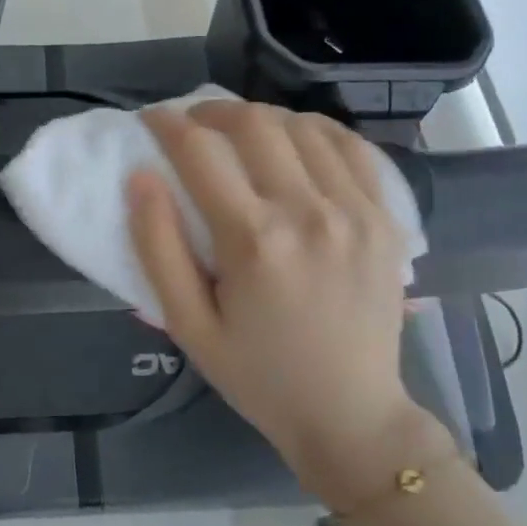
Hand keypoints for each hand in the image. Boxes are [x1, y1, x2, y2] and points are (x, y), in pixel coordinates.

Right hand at [127, 101, 449, 500]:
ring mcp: (356, 210)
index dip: (167, 124)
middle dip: (212, 111)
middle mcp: (309, 212)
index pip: (200, 152)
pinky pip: (351, 146)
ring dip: (262, 118)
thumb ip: (158, 247)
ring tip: (238, 132)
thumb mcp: (188, 325)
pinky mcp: (386, 218)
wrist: (351, 414)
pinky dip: (316, 130)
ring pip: (303, 126)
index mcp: (254, 240)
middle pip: (254, 124)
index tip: (151, 119)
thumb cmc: (257, 374)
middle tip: (191, 123)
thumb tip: (141, 178)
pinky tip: (296, 140)